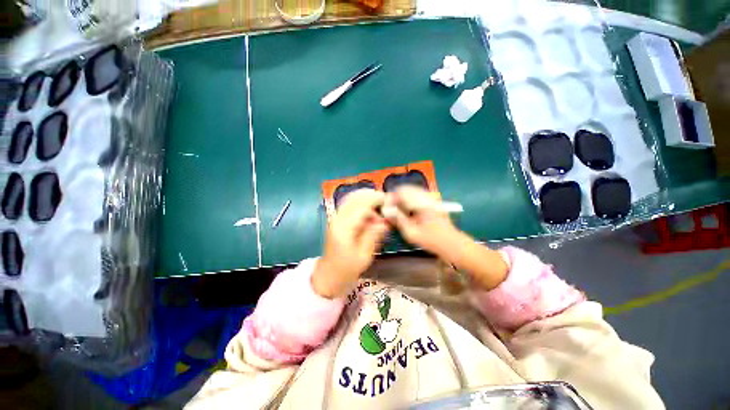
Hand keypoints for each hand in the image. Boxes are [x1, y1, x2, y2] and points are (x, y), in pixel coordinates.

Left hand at [312, 189, 388, 298]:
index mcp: (344, 228)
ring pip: (351, 198)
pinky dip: (360, 203)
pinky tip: (370, 211)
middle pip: (354, 198)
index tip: (389, 200)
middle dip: (371, 196)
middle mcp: (337, 218)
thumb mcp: (364, 255)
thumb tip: (386, 220)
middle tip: (385, 201)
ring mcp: (335, 217)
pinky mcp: (336, 219)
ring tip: (379, 207)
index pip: (361, 206)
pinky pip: (349, 204)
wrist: (328, 275)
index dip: (376, 200)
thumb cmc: (347, 268)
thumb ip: (374, 235)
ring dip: (366, 198)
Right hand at [387, 186, 507, 289]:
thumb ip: (398, 220)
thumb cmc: (432, 241)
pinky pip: (416, 196)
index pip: (401, 191)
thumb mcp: (411, 233)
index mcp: (421, 202)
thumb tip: (386, 211)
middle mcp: (426, 196)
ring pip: (410, 191)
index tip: (386, 209)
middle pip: (405, 189)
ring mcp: (431, 198)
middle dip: (395, 198)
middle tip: (391, 211)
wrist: (453, 244)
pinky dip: (408, 201)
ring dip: (402, 199)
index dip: (391, 198)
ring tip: (398, 212)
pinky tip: (407, 212)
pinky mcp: (433, 202)